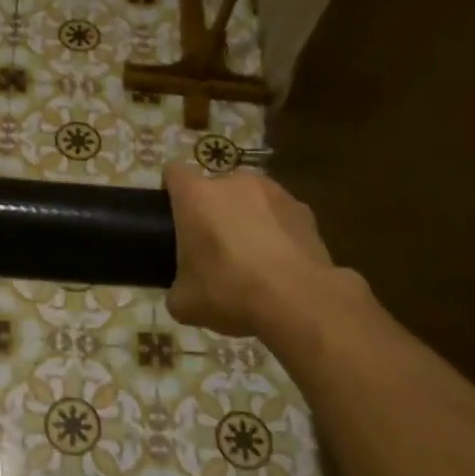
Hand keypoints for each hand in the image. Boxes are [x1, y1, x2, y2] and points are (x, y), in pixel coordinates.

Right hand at [163, 163, 337, 336]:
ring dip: (245, 217)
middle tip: (212, 247)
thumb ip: (176, 286)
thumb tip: (182, 289)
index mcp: (197, 196)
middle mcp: (234, 182)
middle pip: (214, 188)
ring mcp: (274, 192)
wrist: (299, 302)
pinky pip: (279, 215)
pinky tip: (279, 262)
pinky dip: (276, 231)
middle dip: (211, 211)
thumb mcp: (184, 303)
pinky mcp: (304, 210)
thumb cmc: (230, 292)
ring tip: (251, 256)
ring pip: (250, 198)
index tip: (172, 216)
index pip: (174, 172)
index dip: (170, 191)